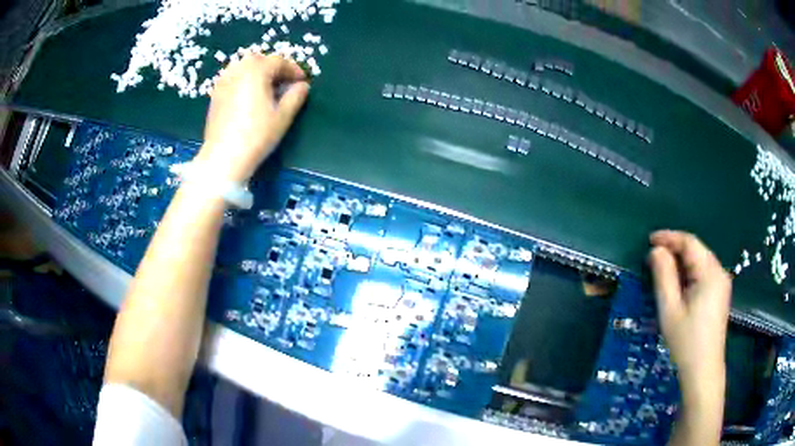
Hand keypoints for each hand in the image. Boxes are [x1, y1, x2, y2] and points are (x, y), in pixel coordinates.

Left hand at [198, 53, 309, 182]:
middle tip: (285, 84)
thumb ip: (295, 96)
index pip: (279, 61)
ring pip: (244, 67)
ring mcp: (224, 81)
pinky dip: (244, 80)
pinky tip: (249, 95)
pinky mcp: (215, 94)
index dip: (294, 70)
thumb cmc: (256, 136)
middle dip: (275, 69)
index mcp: (256, 70)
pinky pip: (233, 78)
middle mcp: (238, 70)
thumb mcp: (282, 116)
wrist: (223, 157)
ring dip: (258, 72)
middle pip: (260, 60)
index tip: (302, 82)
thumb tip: (302, 86)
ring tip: (267, 88)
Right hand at [648, 230, 731, 385]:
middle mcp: (719, 271)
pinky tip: (679, 284)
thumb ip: (663, 276)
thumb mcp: (670, 310)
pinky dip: (690, 272)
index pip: (689, 243)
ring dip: (682, 261)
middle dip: (675, 249)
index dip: (669, 237)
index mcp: (709, 272)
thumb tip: (656, 251)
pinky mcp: (720, 294)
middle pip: (697, 250)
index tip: (649, 240)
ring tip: (663, 270)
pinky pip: (704, 273)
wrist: (703, 371)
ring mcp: (722, 283)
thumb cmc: (686, 342)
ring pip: (700, 261)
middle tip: (653, 257)